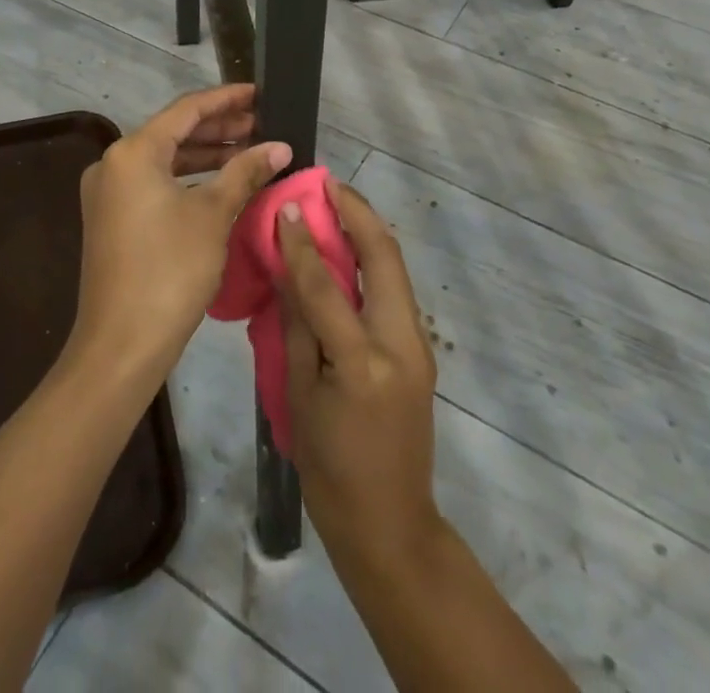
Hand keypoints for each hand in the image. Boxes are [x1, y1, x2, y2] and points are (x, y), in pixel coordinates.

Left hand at [70, 85, 289, 383]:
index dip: (226, 99)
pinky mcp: (113, 219)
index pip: (187, 110)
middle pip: (174, 132)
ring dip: (206, 155)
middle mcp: (114, 163)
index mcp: (133, 152)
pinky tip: (221, 183)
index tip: (259, 92)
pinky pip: (156, 183)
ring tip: (250, 150)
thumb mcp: (213, 214)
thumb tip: (279, 147)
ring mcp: (110, 193)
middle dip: (219, 128)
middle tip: (262, 124)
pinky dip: (189, 179)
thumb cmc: (170, 269)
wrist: (121, 345)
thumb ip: (245, 172)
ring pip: (165, 159)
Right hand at [278, 181, 443, 573]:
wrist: (390, 524)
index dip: (304, 242)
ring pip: (396, 269)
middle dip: (358, 213)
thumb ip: (298, 327)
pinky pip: (395, 290)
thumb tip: (289, 269)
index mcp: (364, 363)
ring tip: (337, 204)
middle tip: (327, 185)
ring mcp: (419, 345)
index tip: (288, 205)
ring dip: (368, 231)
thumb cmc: (330, 470)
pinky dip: (373, 261)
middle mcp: (401, 344)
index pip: (327, 286)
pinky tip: (349, 251)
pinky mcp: (421, 350)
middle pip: (385, 257)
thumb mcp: (299, 398)